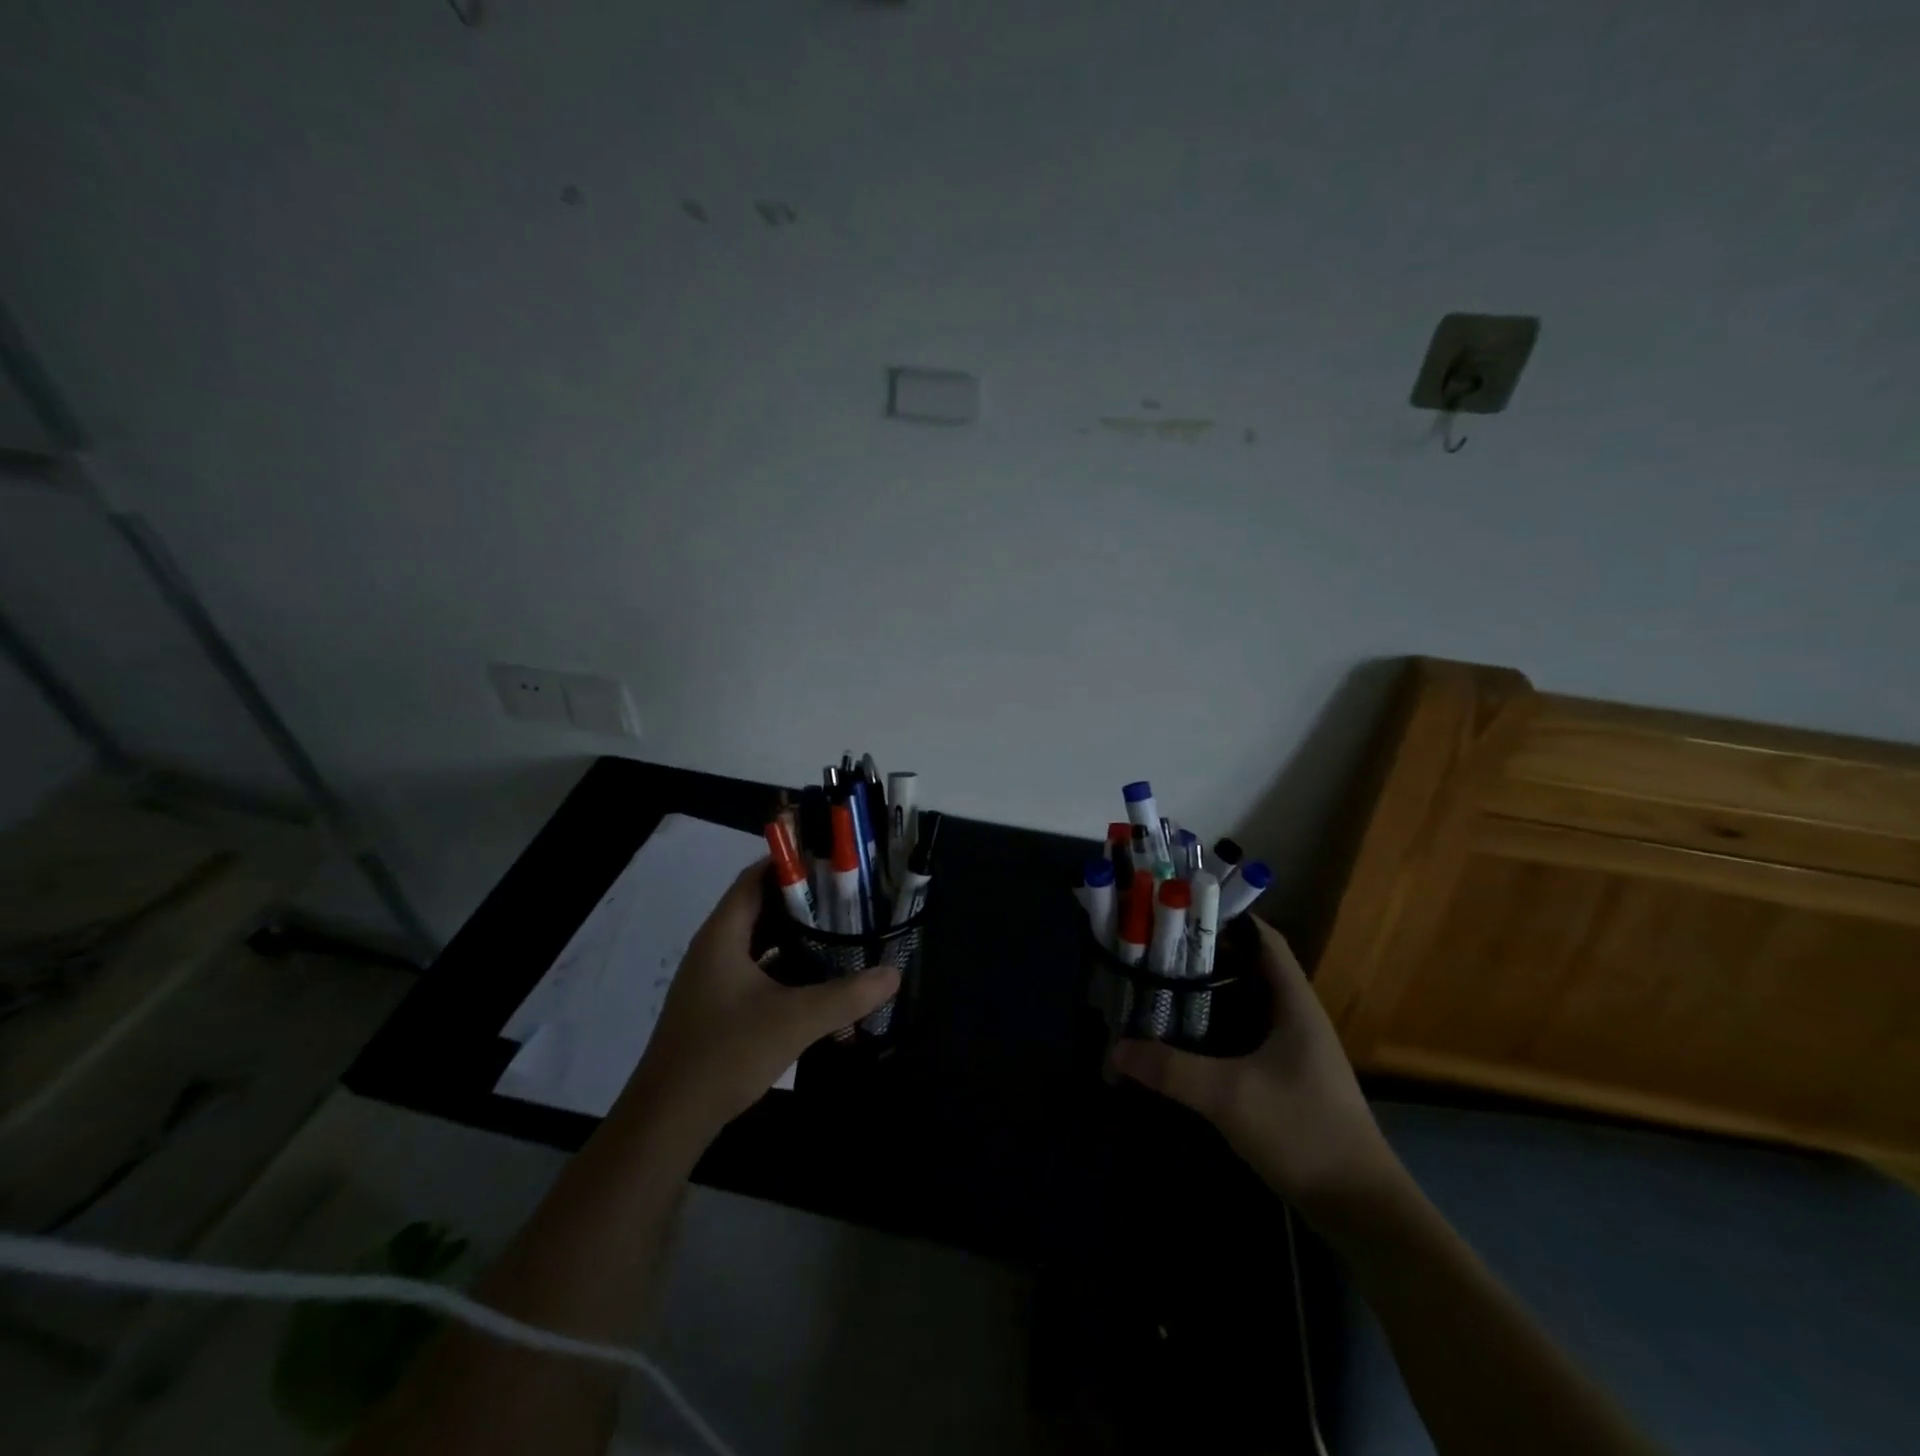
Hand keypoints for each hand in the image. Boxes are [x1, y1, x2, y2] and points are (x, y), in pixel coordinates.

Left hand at [620, 860, 899, 1136]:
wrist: (667, 1120)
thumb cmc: (725, 1053)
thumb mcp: (794, 1020)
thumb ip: (847, 995)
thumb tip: (893, 974)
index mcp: (722, 935)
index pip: (755, 878)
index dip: (791, 864)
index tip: (833, 861)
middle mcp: (714, 948)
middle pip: (759, 907)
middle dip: (802, 900)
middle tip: (847, 897)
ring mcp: (712, 979)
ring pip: (758, 941)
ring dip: (794, 935)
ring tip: (839, 930)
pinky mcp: (716, 1007)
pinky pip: (755, 970)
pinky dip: (783, 965)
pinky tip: (815, 978)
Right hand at [1111, 917, 1400, 1212]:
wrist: (1360, 1208)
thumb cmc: (1302, 1131)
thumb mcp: (1229, 1096)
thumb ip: (1171, 1070)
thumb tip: (1114, 1049)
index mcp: (1294, 1003)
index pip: (1263, 939)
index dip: (1226, 919)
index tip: (1179, 914)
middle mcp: (1296, 1017)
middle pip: (1248, 968)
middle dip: (1204, 957)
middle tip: (1155, 952)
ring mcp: (1294, 1050)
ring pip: (1245, 1004)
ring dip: (1208, 994)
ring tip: (1160, 987)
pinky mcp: (1287, 1078)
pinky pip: (1245, 1035)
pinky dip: (1215, 1028)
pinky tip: (1185, 1038)